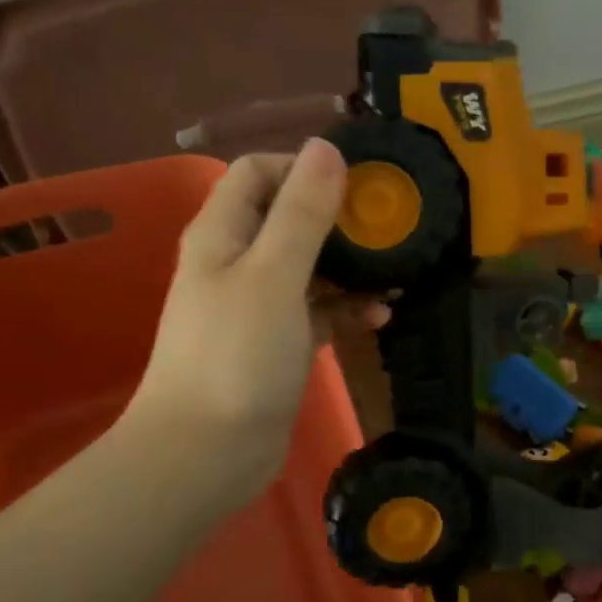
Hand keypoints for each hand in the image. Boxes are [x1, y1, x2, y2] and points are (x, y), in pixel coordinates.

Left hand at [120, 140, 383, 506]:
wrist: (205, 453)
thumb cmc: (237, 356)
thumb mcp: (274, 275)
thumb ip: (302, 213)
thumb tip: (326, 148)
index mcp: (222, 233)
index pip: (259, 173)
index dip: (305, 168)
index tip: (360, 185)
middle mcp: (236, 262)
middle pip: (288, 218)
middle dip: (338, 219)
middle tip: (390, 230)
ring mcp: (256, 306)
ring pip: (308, 268)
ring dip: (349, 267)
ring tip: (395, 275)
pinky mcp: (276, 344)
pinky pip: (316, 312)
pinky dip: (345, 310)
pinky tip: (379, 319)